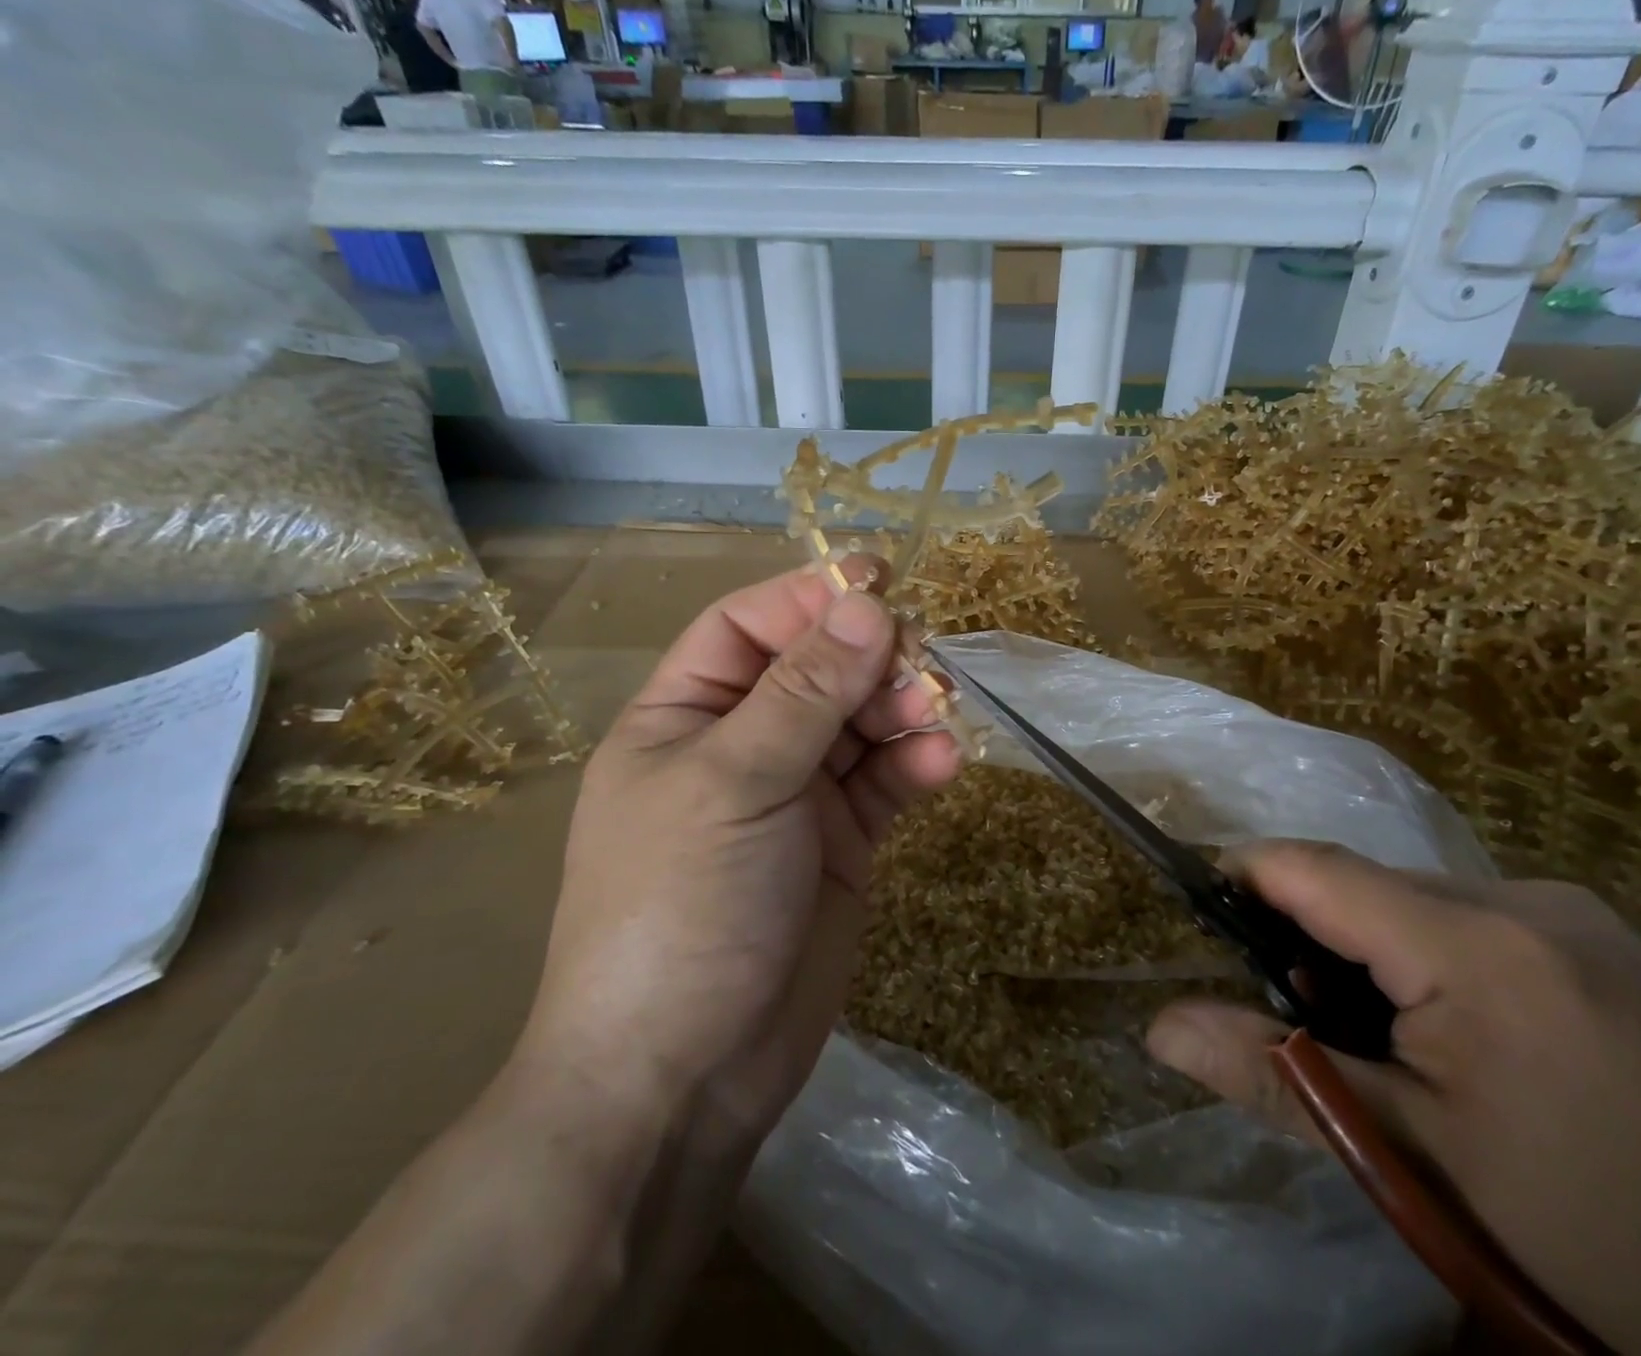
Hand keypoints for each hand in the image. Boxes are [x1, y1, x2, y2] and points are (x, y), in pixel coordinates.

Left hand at [519, 560, 962, 1148]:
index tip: (879, 579)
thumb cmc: (682, 907)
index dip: (810, 597)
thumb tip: (867, 604)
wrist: (684, 1076)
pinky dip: (914, 768)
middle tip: (920, 660)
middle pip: (817, 670)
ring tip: (936, 713)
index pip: (750, 627)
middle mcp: (741, 745)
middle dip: (869, 658)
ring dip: (901, 710)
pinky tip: (943, 767)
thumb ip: (806, 692)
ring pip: (859, 724)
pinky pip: (884, 784)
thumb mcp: (736, 782)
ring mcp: (794, 795)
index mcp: (686, 715)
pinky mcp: (840, 842)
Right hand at [1146, 844, 1640, 1355]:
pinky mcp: (1612, 945)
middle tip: (1295, 1015)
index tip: (1195, 906)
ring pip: (1421, 902)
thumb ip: (1278, 1074)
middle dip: (1311, 934)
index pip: (1316, 868)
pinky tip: (1454, 1038)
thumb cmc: (1592, 1242)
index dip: (1242, 874)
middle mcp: (1530, 900)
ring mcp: (1582, 918)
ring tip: (1376, 1039)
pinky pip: (1478, 922)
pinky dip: (1432, 958)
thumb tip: (1158, 1026)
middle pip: (1368, 884)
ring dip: (1372, 950)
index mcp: (1478, 943)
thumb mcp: (1415, 1161)